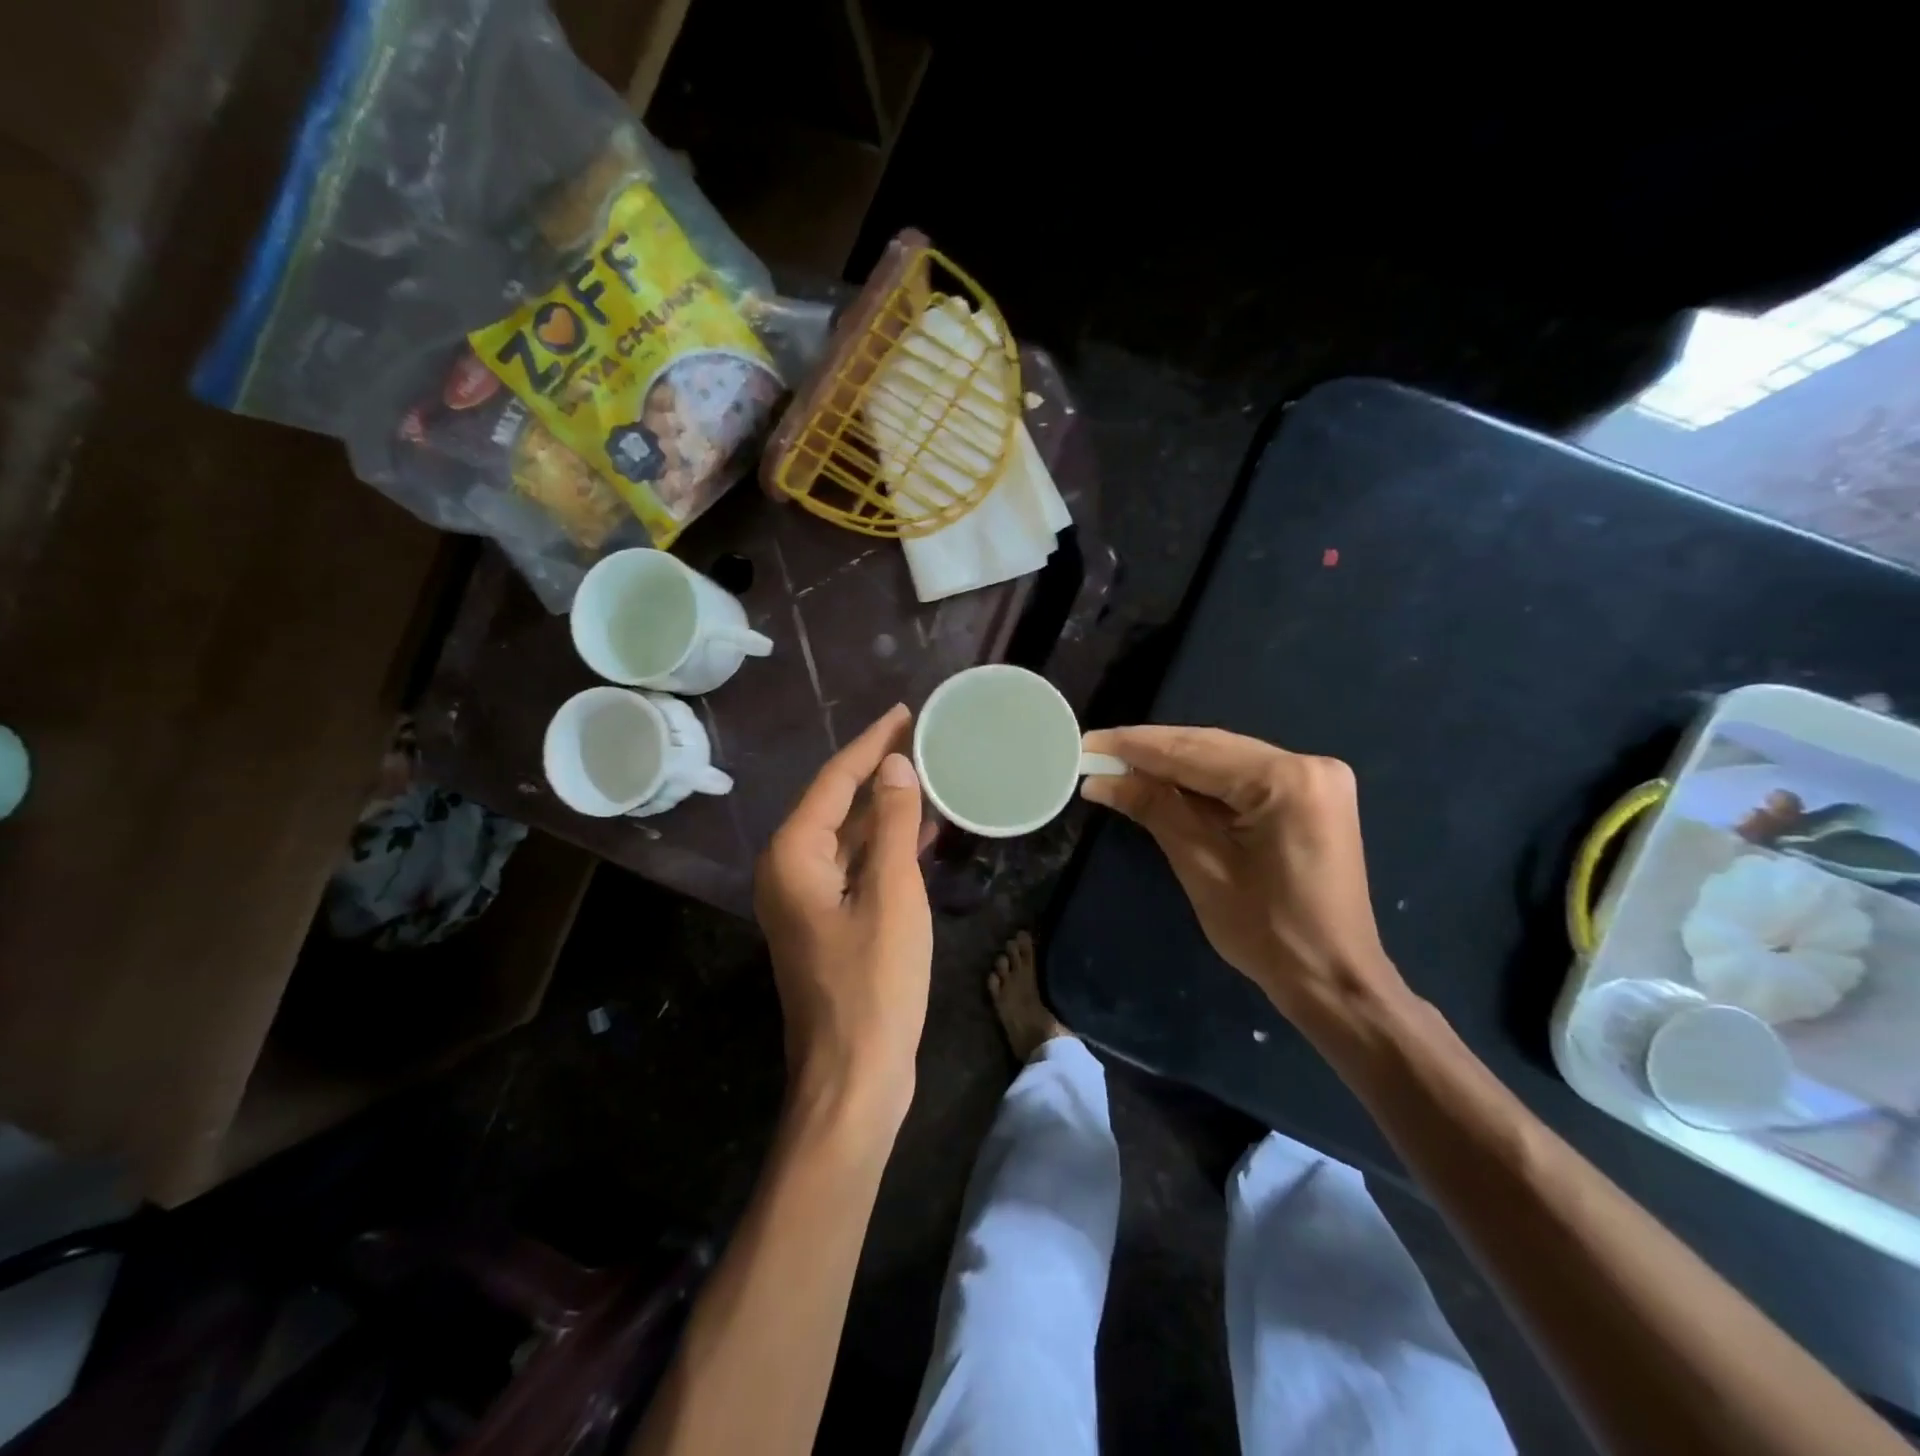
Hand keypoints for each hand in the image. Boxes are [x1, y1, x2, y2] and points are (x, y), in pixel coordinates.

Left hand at [755, 705, 932, 1127]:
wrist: (853, 1077)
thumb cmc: (873, 984)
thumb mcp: (892, 895)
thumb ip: (892, 825)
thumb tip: (895, 766)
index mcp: (794, 856)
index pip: (835, 781)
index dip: (871, 744)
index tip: (905, 713)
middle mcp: (790, 870)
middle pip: (837, 803)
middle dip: (878, 770)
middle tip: (922, 738)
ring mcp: (807, 899)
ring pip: (848, 836)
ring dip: (886, 808)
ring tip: (928, 774)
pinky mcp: (828, 922)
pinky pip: (856, 866)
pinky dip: (886, 846)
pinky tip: (921, 832)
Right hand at [1080, 726, 1406, 1029]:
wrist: (1333, 980)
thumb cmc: (1267, 933)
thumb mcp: (1201, 866)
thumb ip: (1155, 809)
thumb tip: (1100, 779)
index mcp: (1286, 780)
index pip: (1193, 752)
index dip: (1134, 747)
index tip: (1087, 742)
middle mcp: (1307, 764)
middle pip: (1210, 747)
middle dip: (1150, 751)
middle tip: (1095, 751)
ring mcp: (1314, 778)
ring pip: (1225, 759)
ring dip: (1172, 765)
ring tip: (1118, 765)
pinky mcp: (1311, 796)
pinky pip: (1243, 777)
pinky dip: (1202, 782)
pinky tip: (1163, 783)